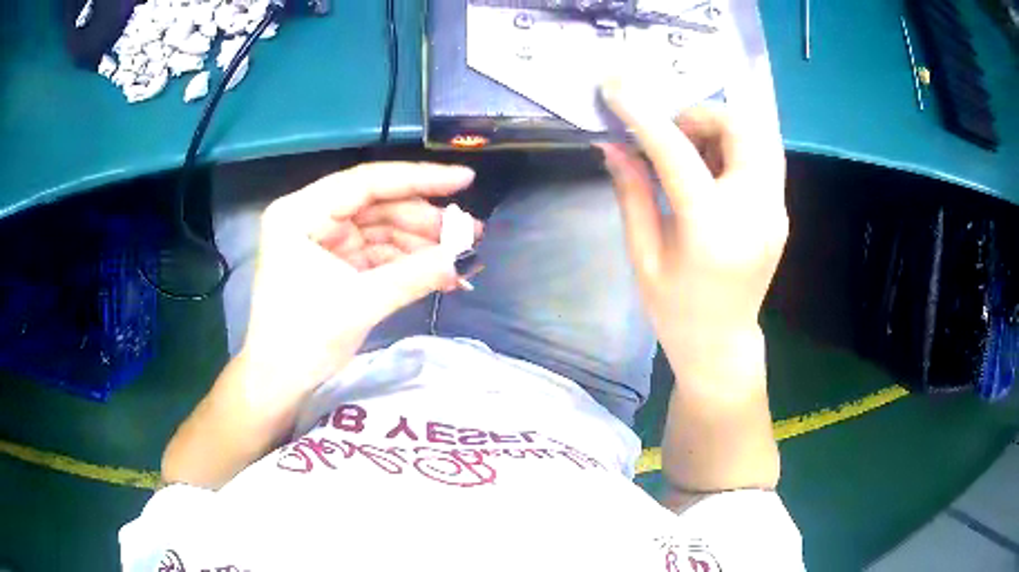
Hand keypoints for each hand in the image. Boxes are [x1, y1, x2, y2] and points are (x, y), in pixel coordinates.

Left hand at [241, 162, 481, 397]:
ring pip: (382, 229)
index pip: (366, 183)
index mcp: (300, 213)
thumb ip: (413, 275)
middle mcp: (311, 217)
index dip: (419, 179)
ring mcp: (323, 240)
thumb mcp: (359, 305)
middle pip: (377, 205)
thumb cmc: (303, 341)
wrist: (279, 383)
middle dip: (425, 222)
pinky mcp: (335, 262)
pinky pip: (377, 253)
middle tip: (471, 233)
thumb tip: (465, 258)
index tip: (464, 180)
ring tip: (463, 259)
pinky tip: (441, 273)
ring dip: (422, 244)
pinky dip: (408, 263)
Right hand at [600, 81, 787, 360]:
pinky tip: (711, 169)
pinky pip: (763, 157)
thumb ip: (632, 193)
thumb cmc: (675, 310)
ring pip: (760, 136)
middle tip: (671, 132)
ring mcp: (775, 210)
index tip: (616, 87)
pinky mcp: (780, 211)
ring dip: (721, 127)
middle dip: (701, 114)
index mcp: (712, 228)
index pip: (676, 152)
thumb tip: (612, 144)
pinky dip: (734, 147)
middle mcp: (755, 211)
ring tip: (690, 150)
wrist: (722, 345)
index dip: (644, 114)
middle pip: (742, 127)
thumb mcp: (643, 256)